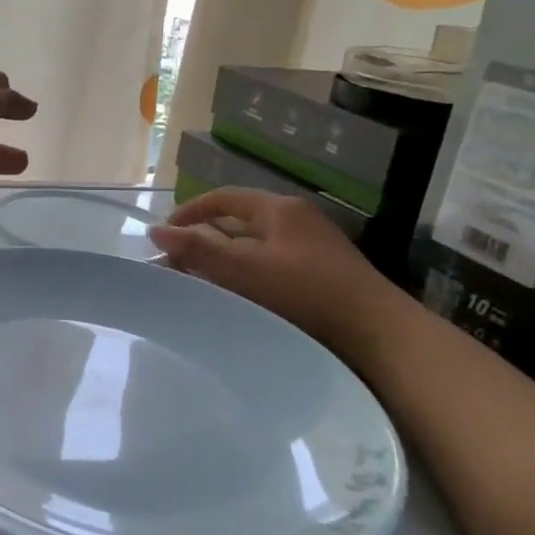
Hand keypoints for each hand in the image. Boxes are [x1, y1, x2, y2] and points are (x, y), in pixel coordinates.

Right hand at [148, 188, 413, 362]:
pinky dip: (248, 277)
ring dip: (226, 261)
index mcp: (280, 209)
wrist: (379, 336)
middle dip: (206, 240)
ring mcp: (314, 248)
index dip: (190, 212)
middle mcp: (297, 221)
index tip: (165, 235)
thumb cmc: (306, 293)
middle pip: (239, 222)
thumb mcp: (245, 270)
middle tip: (179, 265)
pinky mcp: (323, 276)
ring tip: (202, 284)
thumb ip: (198, 250)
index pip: (224, 198)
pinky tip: (239, 300)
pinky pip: (273, 267)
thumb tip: (155, 231)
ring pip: (256, 247)